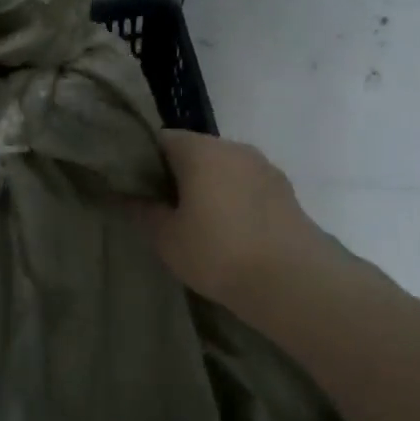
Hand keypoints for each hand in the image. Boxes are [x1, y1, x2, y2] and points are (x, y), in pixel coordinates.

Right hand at [140, 131, 317, 310]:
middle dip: (177, 174)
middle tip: (163, 208)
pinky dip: (234, 200)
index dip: (144, 160)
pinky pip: (247, 186)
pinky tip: (230, 232)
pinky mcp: (285, 191)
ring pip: (224, 168)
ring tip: (197, 223)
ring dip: (209, 187)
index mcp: (200, 150)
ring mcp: (264, 167)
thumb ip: (143, 211)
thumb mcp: (167, 238)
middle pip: (195, 151)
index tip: (136, 187)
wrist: (293, 281)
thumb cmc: (218, 253)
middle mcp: (234, 147)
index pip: (162, 139)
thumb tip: (126, 196)